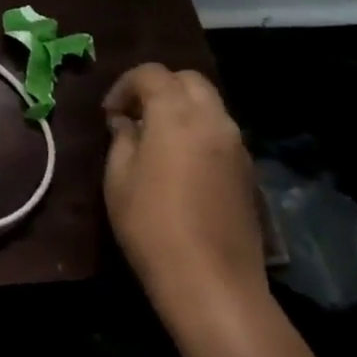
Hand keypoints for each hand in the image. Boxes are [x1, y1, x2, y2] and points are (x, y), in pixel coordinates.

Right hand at [102, 64, 265, 323]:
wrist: (212, 282)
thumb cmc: (151, 224)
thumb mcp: (118, 178)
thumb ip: (122, 138)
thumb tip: (126, 122)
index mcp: (177, 114)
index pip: (152, 74)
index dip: (125, 85)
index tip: (109, 114)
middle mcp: (213, 120)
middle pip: (188, 80)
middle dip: (159, 87)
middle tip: (134, 116)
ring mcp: (237, 145)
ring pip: (209, 104)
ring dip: (181, 109)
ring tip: (155, 139)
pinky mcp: (248, 171)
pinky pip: (220, 132)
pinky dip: (198, 131)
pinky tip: (180, 163)